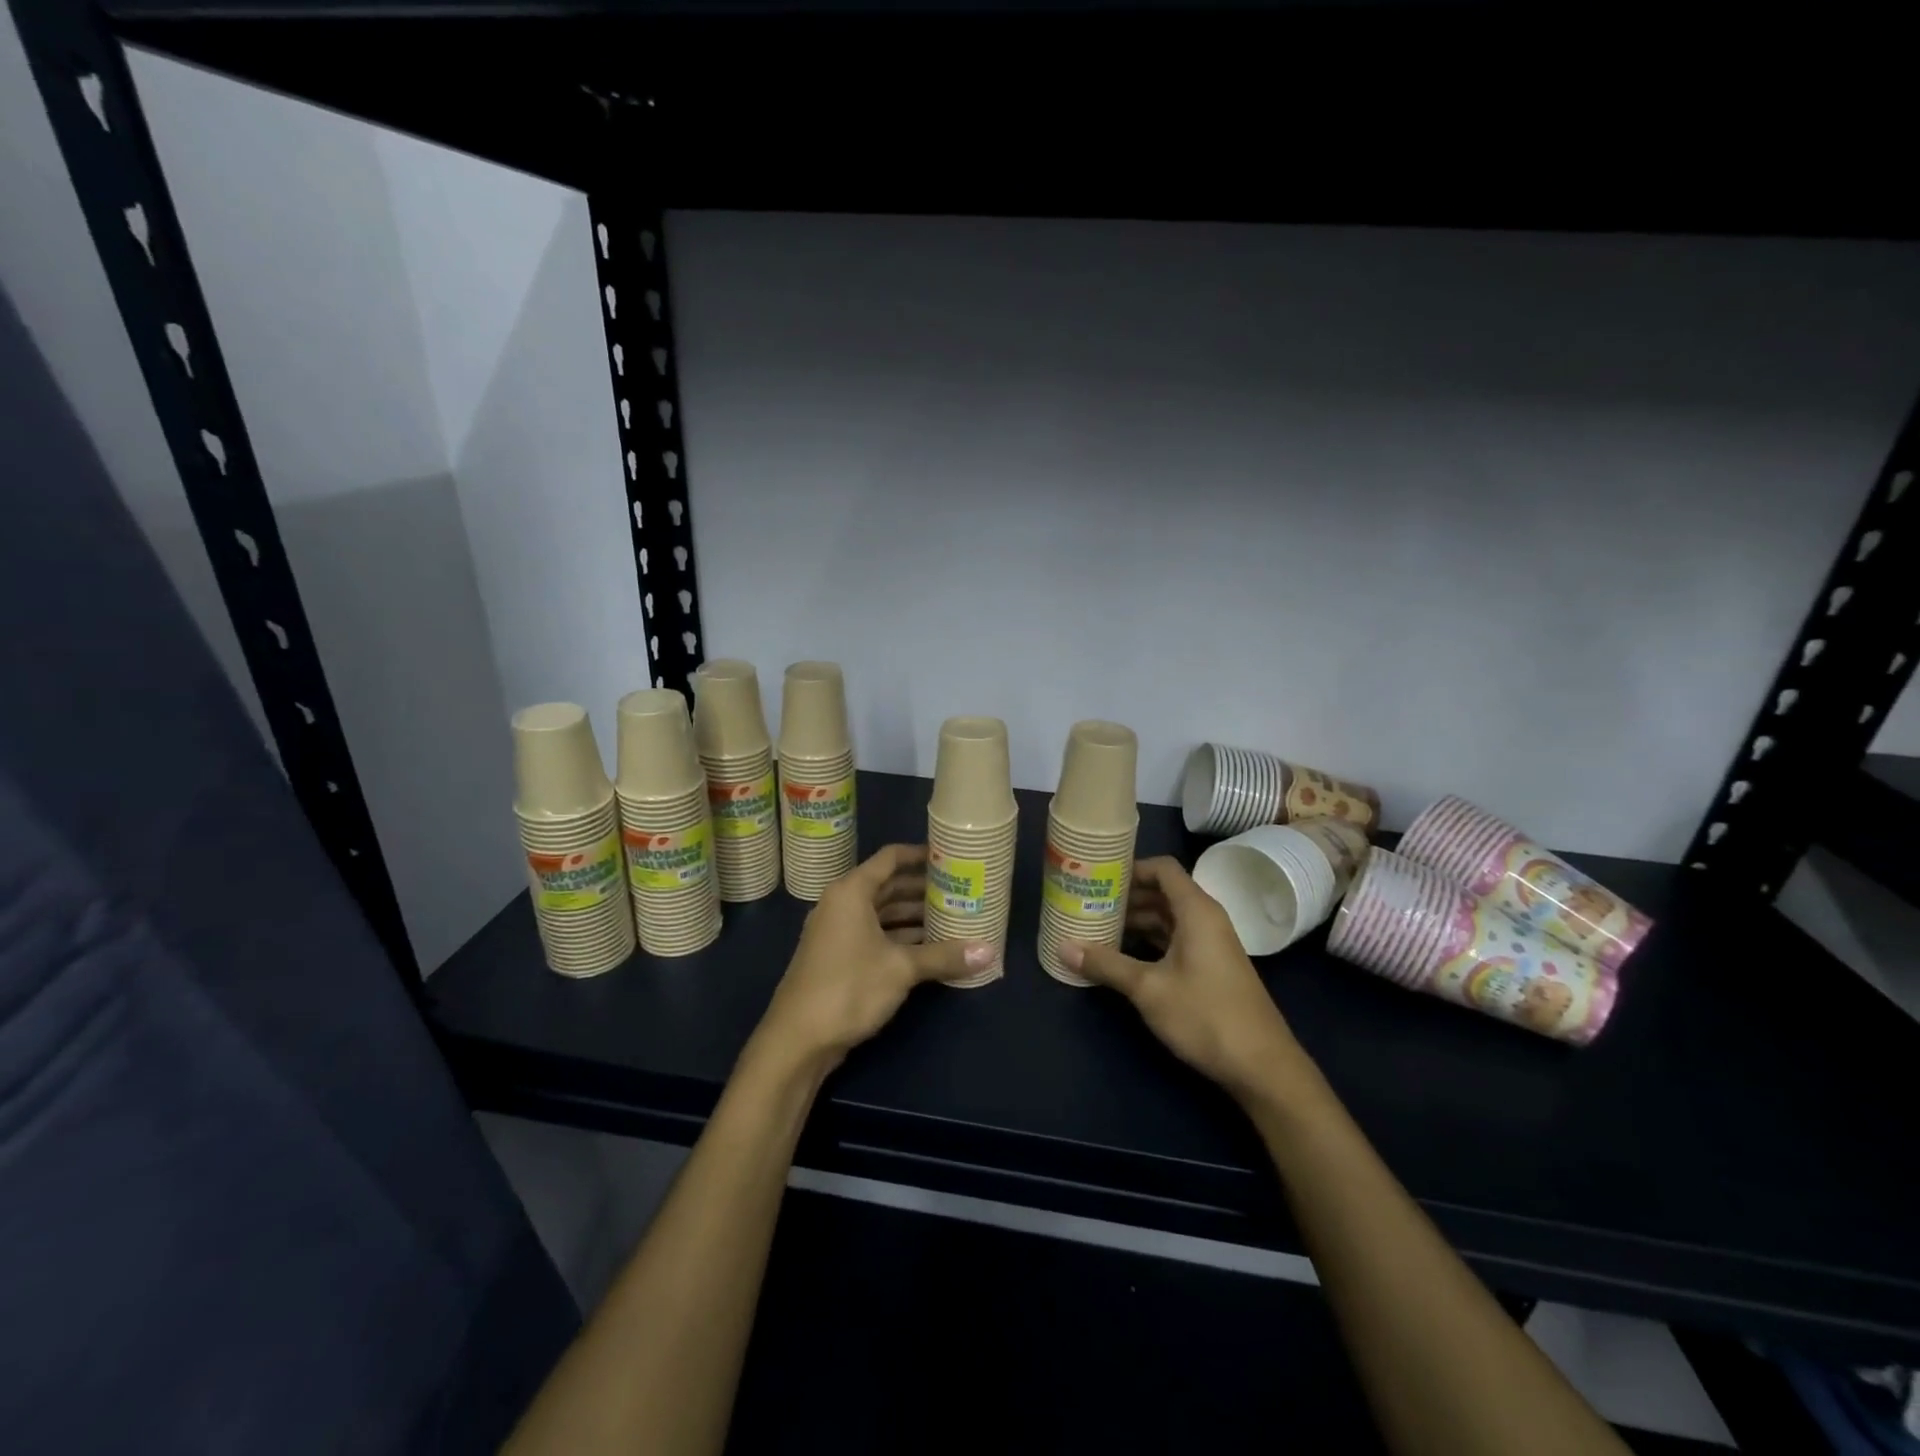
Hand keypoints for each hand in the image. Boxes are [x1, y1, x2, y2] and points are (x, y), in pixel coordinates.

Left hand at [753, 844, 992, 1074]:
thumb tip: (989, 952)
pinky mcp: (838, 957)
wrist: (797, 1039)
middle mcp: (842, 904)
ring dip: (913, 916)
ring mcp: (837, 932)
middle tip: (960, 890)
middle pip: (888, 886)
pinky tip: (929, 948)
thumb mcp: (901, 969)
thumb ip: (944, 956)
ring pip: (882, 913)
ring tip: (952, 918)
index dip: (920, 855)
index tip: (950, 857)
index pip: (890, 858)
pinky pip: (875, 935)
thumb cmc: (848, 988)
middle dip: (923, 889)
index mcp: (852, 891)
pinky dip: (900, 937)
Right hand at [1061, 857, 1315, 1102]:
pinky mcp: (1210, 967)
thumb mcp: (1149, 989)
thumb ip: (1107, 964)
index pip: (1162, 869)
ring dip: (1136, 921)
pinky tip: (1122, 956)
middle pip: (1162, 892)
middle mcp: (1206, 919)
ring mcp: (1210, 944)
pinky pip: (1174, 940)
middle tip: (1088, 903)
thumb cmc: (1206, 1015)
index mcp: (1196, 911)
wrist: (1262, 1066)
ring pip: (1167, 918)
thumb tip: (1063, 947)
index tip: (1098, 877)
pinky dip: (1149, 940)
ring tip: (1097, 928)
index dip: (1131, 868)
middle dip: (1126, 896)